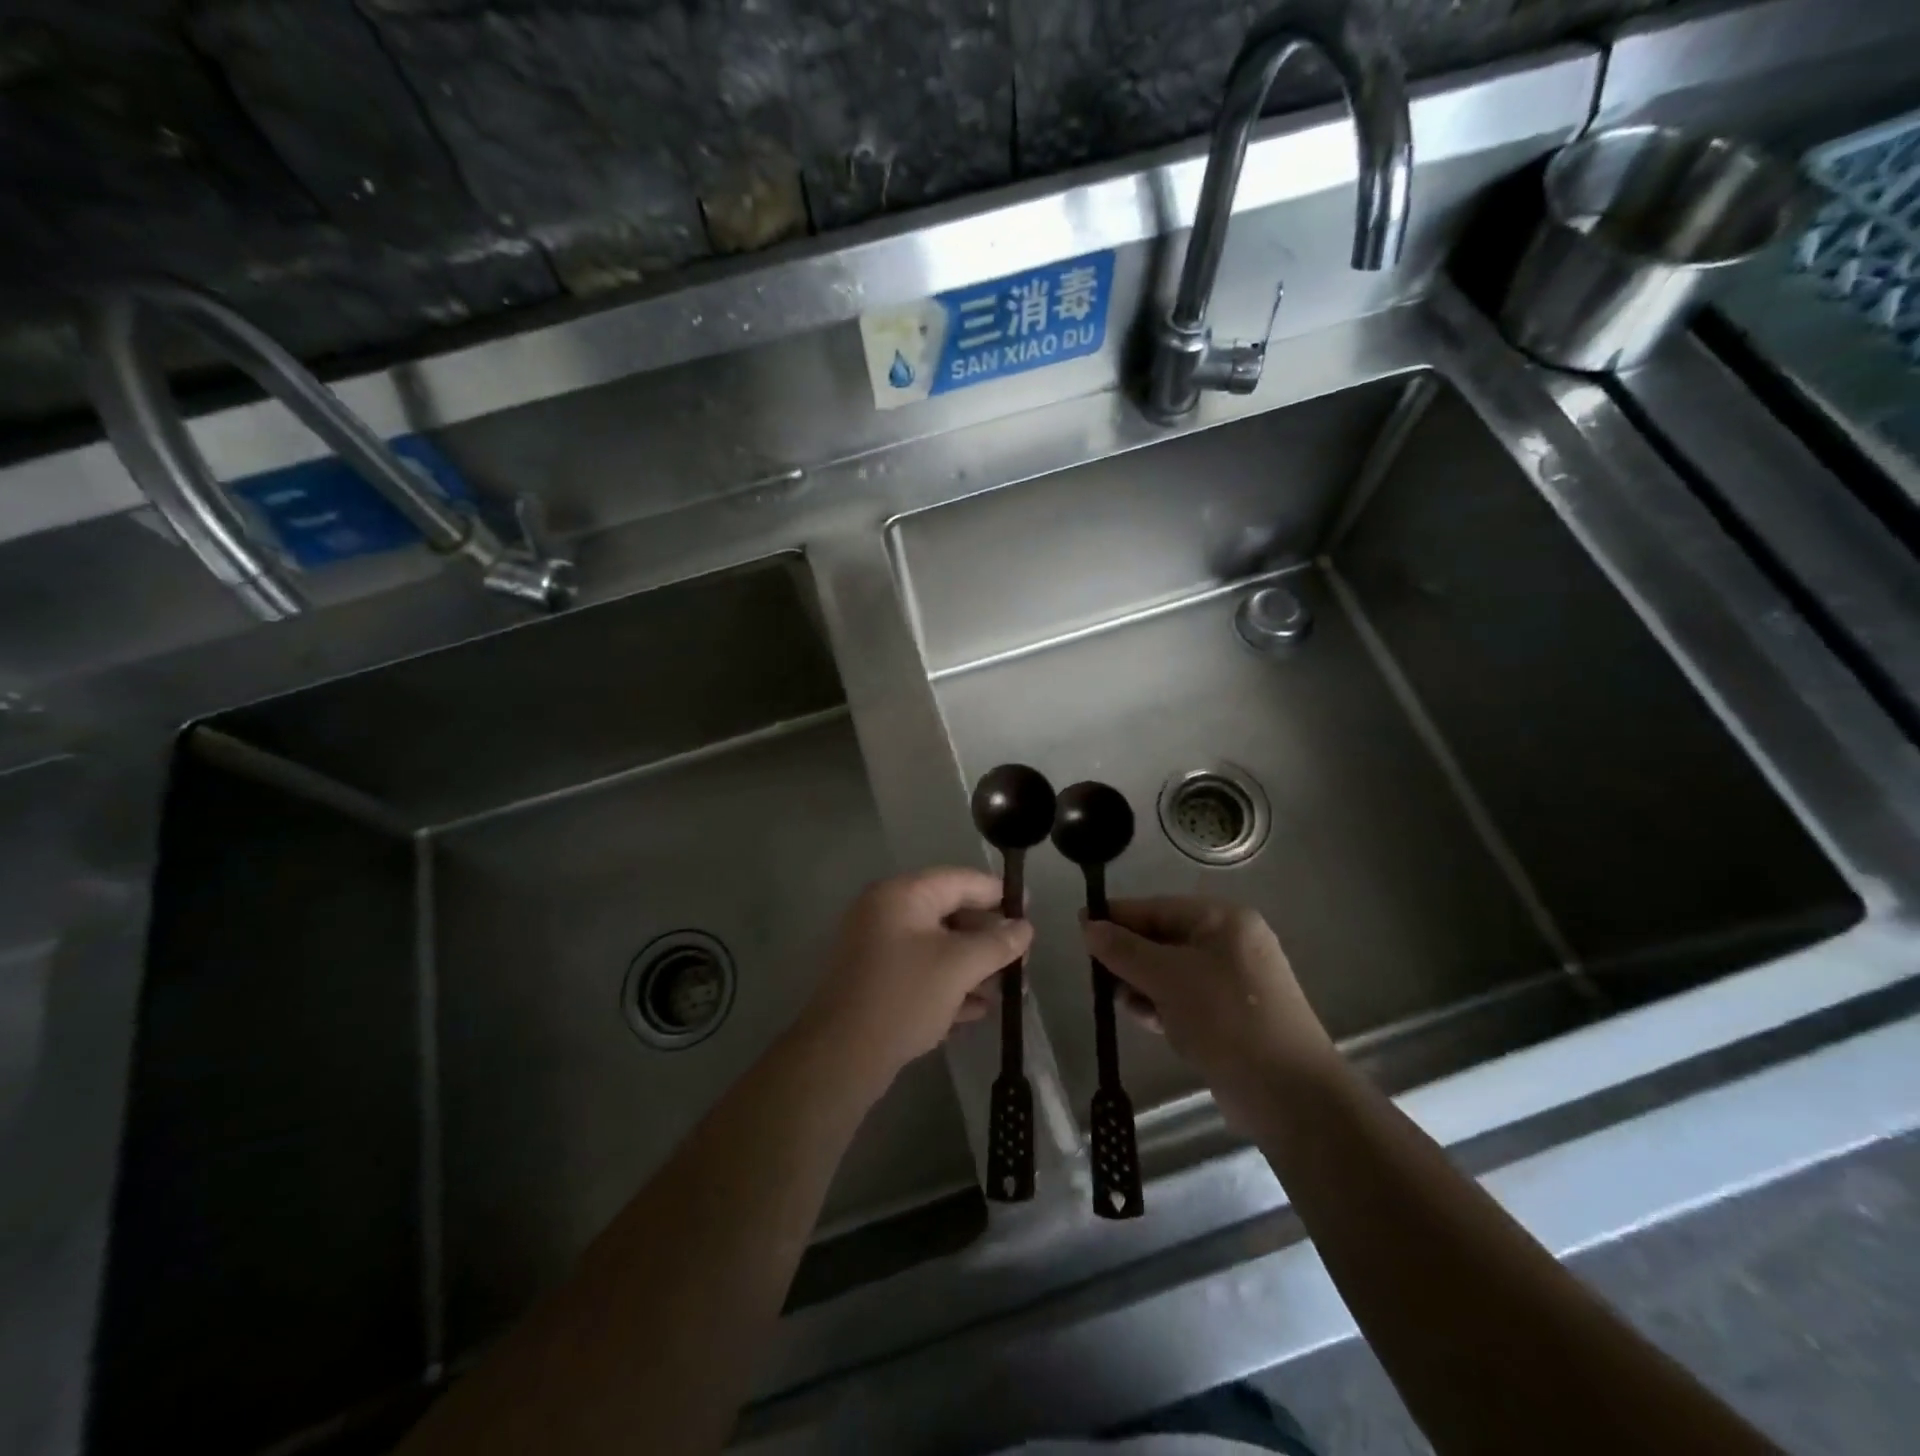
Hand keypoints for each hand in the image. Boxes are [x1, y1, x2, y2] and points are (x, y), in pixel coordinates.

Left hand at [803, 867, 1032, 1081]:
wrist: (841, 1056)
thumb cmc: (903, 996)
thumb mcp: (958, 966)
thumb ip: (996, 943)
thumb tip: (1025, 928)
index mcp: (902, 895)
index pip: (960, 881)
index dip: (998, 893)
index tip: (1031, 909)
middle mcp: (887, 913)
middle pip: (950, 915)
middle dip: (989, 940)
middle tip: (1023, 961)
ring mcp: (879, 949)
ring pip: (938, 948)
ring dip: (974, 968)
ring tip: (1010, 992)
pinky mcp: (877, 983)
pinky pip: (922, 973)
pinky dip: (950, 986)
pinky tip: (979, 1010)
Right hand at [1084, 897, 1335, 1119]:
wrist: (1289, 1095)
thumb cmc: (1225, 1019)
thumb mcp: (1167, 978)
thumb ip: (1124, 950)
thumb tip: (1088, 926)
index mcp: (1223, 920)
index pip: (1157, 908)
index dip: (1117, 917)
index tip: (1079, 927)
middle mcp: (1231, 943)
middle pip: (1163, 938)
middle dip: (1130, 957)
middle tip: (1098, 976)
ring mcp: (1234, 981)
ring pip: (1171, 971)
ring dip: (1143, 984)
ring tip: (1120, 1003)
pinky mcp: (1232, 1016)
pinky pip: (1185, 998)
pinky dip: (1163, 1005)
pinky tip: (1146, 1020)